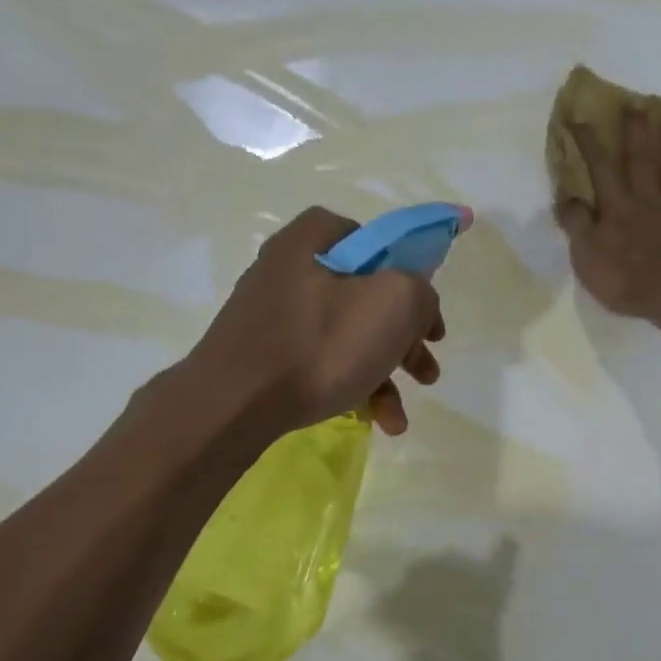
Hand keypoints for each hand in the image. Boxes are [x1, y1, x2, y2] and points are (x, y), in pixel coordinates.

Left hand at [187, 206, 456, 437]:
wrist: (234, 405)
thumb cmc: (319, 345)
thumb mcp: (394, 304)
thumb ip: (421, 292)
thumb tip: (417, 304)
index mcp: (314, 240)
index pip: (374, 240)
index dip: (409, 274)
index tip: (424, 313)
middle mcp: (289, 268)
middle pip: (366, 296)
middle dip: (404, 340)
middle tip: (426, 370)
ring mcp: (273, 314)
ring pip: (347, 336)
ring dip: (384, 375)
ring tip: (398, 417)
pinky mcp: (264, 354)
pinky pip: (320, 361)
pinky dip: (351, 386)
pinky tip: (373, 420)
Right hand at [557, 107, 660, 324]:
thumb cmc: (626, 280)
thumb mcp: (587, 257)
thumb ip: (577, 225)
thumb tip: (565, 196)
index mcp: (618, 209)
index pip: (601, 169)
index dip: (590, 143)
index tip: (581, 116)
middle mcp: (649, 202)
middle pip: (644, 161)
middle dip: (640, 131)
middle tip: (641, 102)